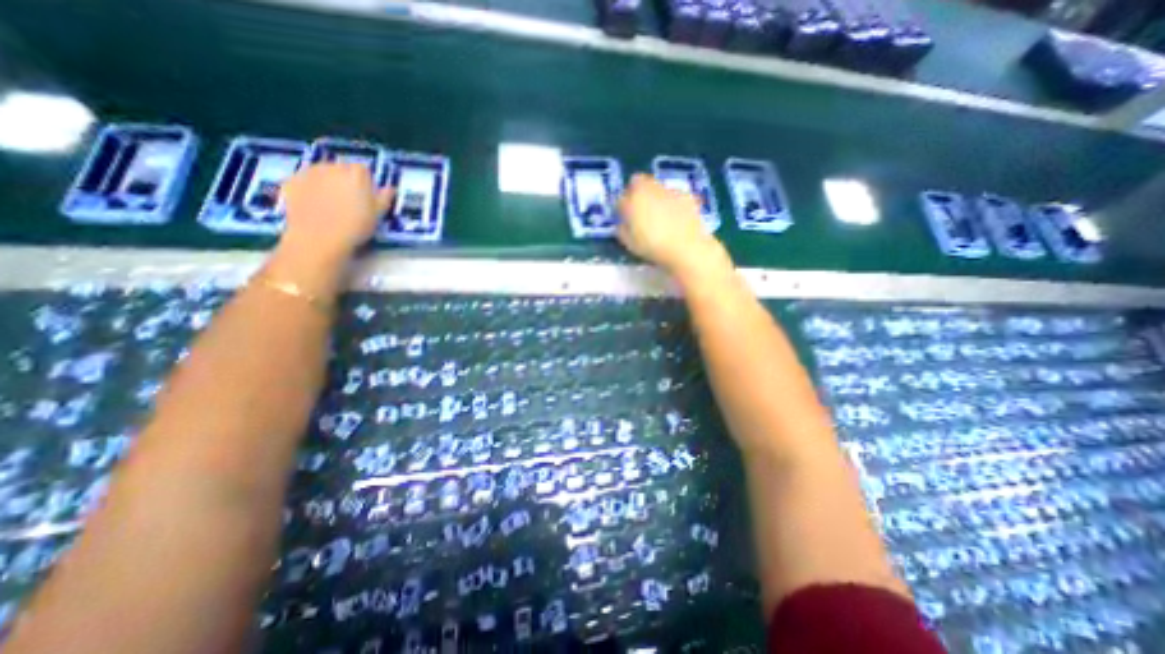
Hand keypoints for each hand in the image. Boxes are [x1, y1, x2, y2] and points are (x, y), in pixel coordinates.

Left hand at [279, 162, 392, 259]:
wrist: (319, 237)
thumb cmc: (355, 226)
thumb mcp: (377, 214)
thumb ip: (383, 198)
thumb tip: (389, 188)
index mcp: (356, 173)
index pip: (363, 170)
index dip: (365, 183)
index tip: (366, 197)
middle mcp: (332, 166)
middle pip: (341, 169)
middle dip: (345, 180)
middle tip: (348, 201)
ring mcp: (309, 172)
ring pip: (321, 173)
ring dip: (326, 183)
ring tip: (330, 204)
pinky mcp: (291, 181)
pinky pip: (304, 181)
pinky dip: (309, 189)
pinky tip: (313, 206)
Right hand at [617, 173, 723, 278]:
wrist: (685, 247)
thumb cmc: (652, 246)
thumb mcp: (629, 242)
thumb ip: (623, 228)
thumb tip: (623, 223)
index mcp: (633, 198)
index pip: (622, 197)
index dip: (623, 207)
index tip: (625, 217)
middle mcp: (651, 188)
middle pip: (640, 183)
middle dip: (638, 194)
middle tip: (641, 212)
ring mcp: (670, 190)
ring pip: (658, 187)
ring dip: (656, 197)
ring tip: (660, 217)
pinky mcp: (687, 196)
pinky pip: (674, 196)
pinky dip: (673, 203)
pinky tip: (676, 218)